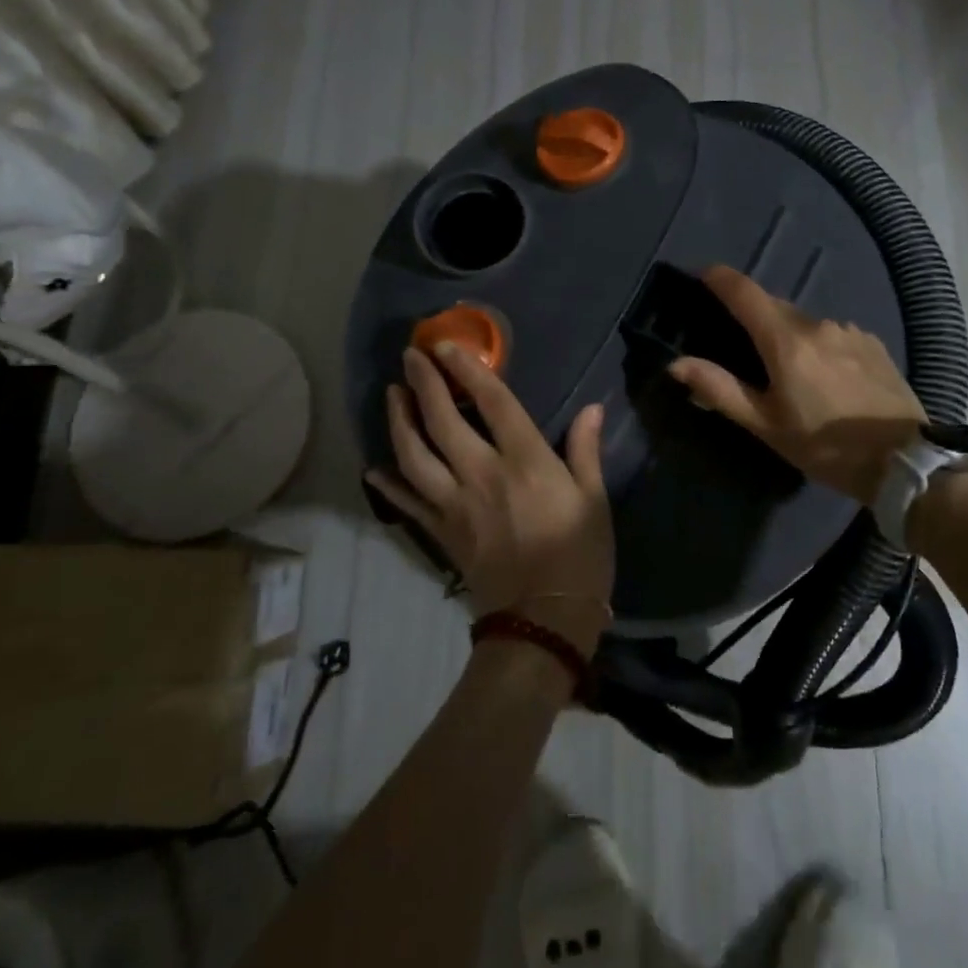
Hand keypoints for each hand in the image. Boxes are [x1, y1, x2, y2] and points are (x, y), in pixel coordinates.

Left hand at [366, 343, 613, 654]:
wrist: (543, 621)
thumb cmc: (579, 557)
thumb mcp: (594, 500)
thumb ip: (586, 451)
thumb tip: (592, 408)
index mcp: (525, 462)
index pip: (493, 404)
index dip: (468, 371)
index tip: (446, 346)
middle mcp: (482, 475)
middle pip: (444, 421)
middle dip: (424, 385)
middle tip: (409, 357)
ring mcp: (455, 505)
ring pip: (415, 456)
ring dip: (400, 423)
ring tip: (391, 396)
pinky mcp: (441, 533)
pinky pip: (407, 504)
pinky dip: (388, 485)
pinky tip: (373, 469)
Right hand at [667, 265, 926, 504]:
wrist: (906, 463)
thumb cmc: (825, 447)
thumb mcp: (766, 425)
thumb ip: (720, 390)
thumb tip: (677, 363)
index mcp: (787, 342)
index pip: (745, 293)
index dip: (719, 278)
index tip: (702, 274)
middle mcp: (818, 324)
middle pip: (774, 306)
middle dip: (751, 313)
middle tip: (736, 337)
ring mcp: (850, 331)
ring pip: (804, 322)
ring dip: (786, 334)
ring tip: (783, 368)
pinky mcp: (873, 344)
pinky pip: (831, 334)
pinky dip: (816, 345)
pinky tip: (822, 376)